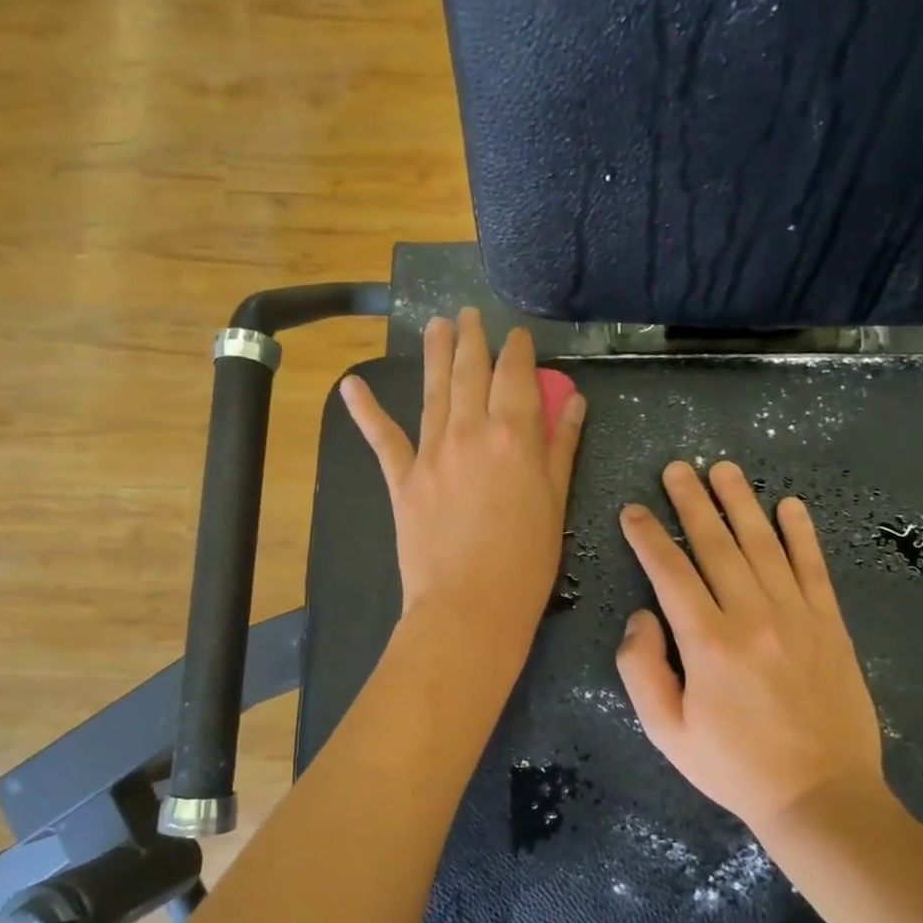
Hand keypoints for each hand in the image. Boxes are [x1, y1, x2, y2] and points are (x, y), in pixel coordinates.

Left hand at [342, 309, 585, 653]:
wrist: (469, 608)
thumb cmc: (526, 562)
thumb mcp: (555, 503)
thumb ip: (560, 448)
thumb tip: (572, 402)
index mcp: (514, 435)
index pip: (516, 376)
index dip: (518, 351)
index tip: (518, 335)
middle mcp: (470, 431)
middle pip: (470, 372)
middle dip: (471, 339)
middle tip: (468, 314)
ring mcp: (431, 452)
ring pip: (433, 391)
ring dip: (434, 354)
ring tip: (435, 324)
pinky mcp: (402, 478)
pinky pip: (382, 438)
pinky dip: (365, 411)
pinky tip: (351, 385)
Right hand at [615, 460, 889, 834]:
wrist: (820, 795)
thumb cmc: (734, 766)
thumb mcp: (666, 731)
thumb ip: (640, 669)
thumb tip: (642, 616)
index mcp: (707, 642)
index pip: (670, 572)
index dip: (648, 536)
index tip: (634, 510)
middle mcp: (751, 616)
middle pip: (716, 544)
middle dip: (692, 501)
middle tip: (677, 467)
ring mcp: (796, 616)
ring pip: (763, 545)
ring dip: (741, 503)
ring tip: (724, 469)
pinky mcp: (829, 625)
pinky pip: (813, 568)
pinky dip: (802, 533)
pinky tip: (790, 505)